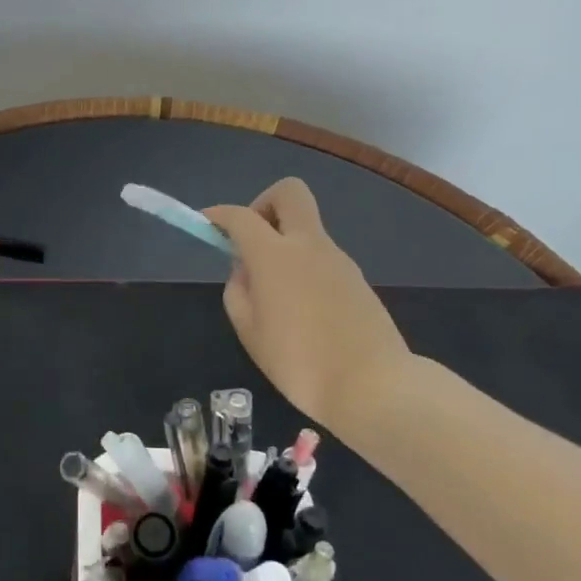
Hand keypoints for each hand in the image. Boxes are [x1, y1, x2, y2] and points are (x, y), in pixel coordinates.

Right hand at [204, 178, 417, 434]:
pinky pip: (322, 257)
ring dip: (284, 243)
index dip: (219, 215)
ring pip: (306, 229)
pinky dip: (304, 267)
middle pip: (289, 193)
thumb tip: (245, 270)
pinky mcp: (357, 279)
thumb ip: (239, 291)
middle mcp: (309, 245)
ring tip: (273, 294)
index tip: (206, 223)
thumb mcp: (249, 330)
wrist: (373, 386)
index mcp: (275, 255)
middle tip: (251, 241)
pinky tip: (301, 309)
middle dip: (263, 204)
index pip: (241, 216)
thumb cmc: (299, 361)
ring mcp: (339, 260)